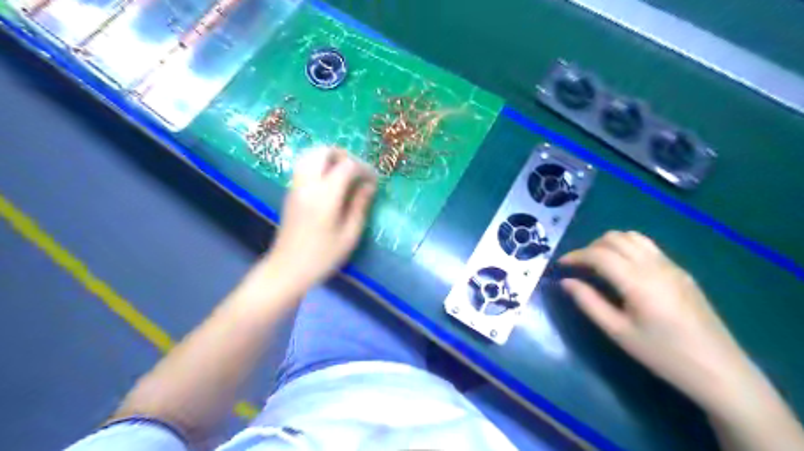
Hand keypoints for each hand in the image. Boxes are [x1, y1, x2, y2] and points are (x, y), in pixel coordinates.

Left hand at [255, 149, 376, 293]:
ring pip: (310, 155)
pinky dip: (319, 165)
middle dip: (344, 155)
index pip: (347, 166)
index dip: (364, 168)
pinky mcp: (290, 192)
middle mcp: (308, 185)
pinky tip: (331, 182)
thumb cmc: (323, 257)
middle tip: (358, 171)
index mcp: (325, 197)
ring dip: (329, 157)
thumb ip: (360, 206)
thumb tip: (369, 185)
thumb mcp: (349, 235)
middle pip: (323, 151)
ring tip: (345, 174)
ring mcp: (295, 187)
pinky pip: (304, 166)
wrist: (287, 269)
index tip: (374, 181)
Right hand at [560, 231, 754, 410]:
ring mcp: (671, 265)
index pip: (598, 254)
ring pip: (632, 237)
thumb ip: (588, 302)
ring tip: (598, 264)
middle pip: (614, 238)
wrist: (719, 370)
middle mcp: (654, 265)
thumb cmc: (663, 354)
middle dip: (590, 248)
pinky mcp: (680, 271)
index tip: (560, 265)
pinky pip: (647, 246)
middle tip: (578, 267)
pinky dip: (626, 247)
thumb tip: (566, 282)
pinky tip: (623, 269)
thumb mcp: (618, 332)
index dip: (575, 256)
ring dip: (609, 244)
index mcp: (637, 281)